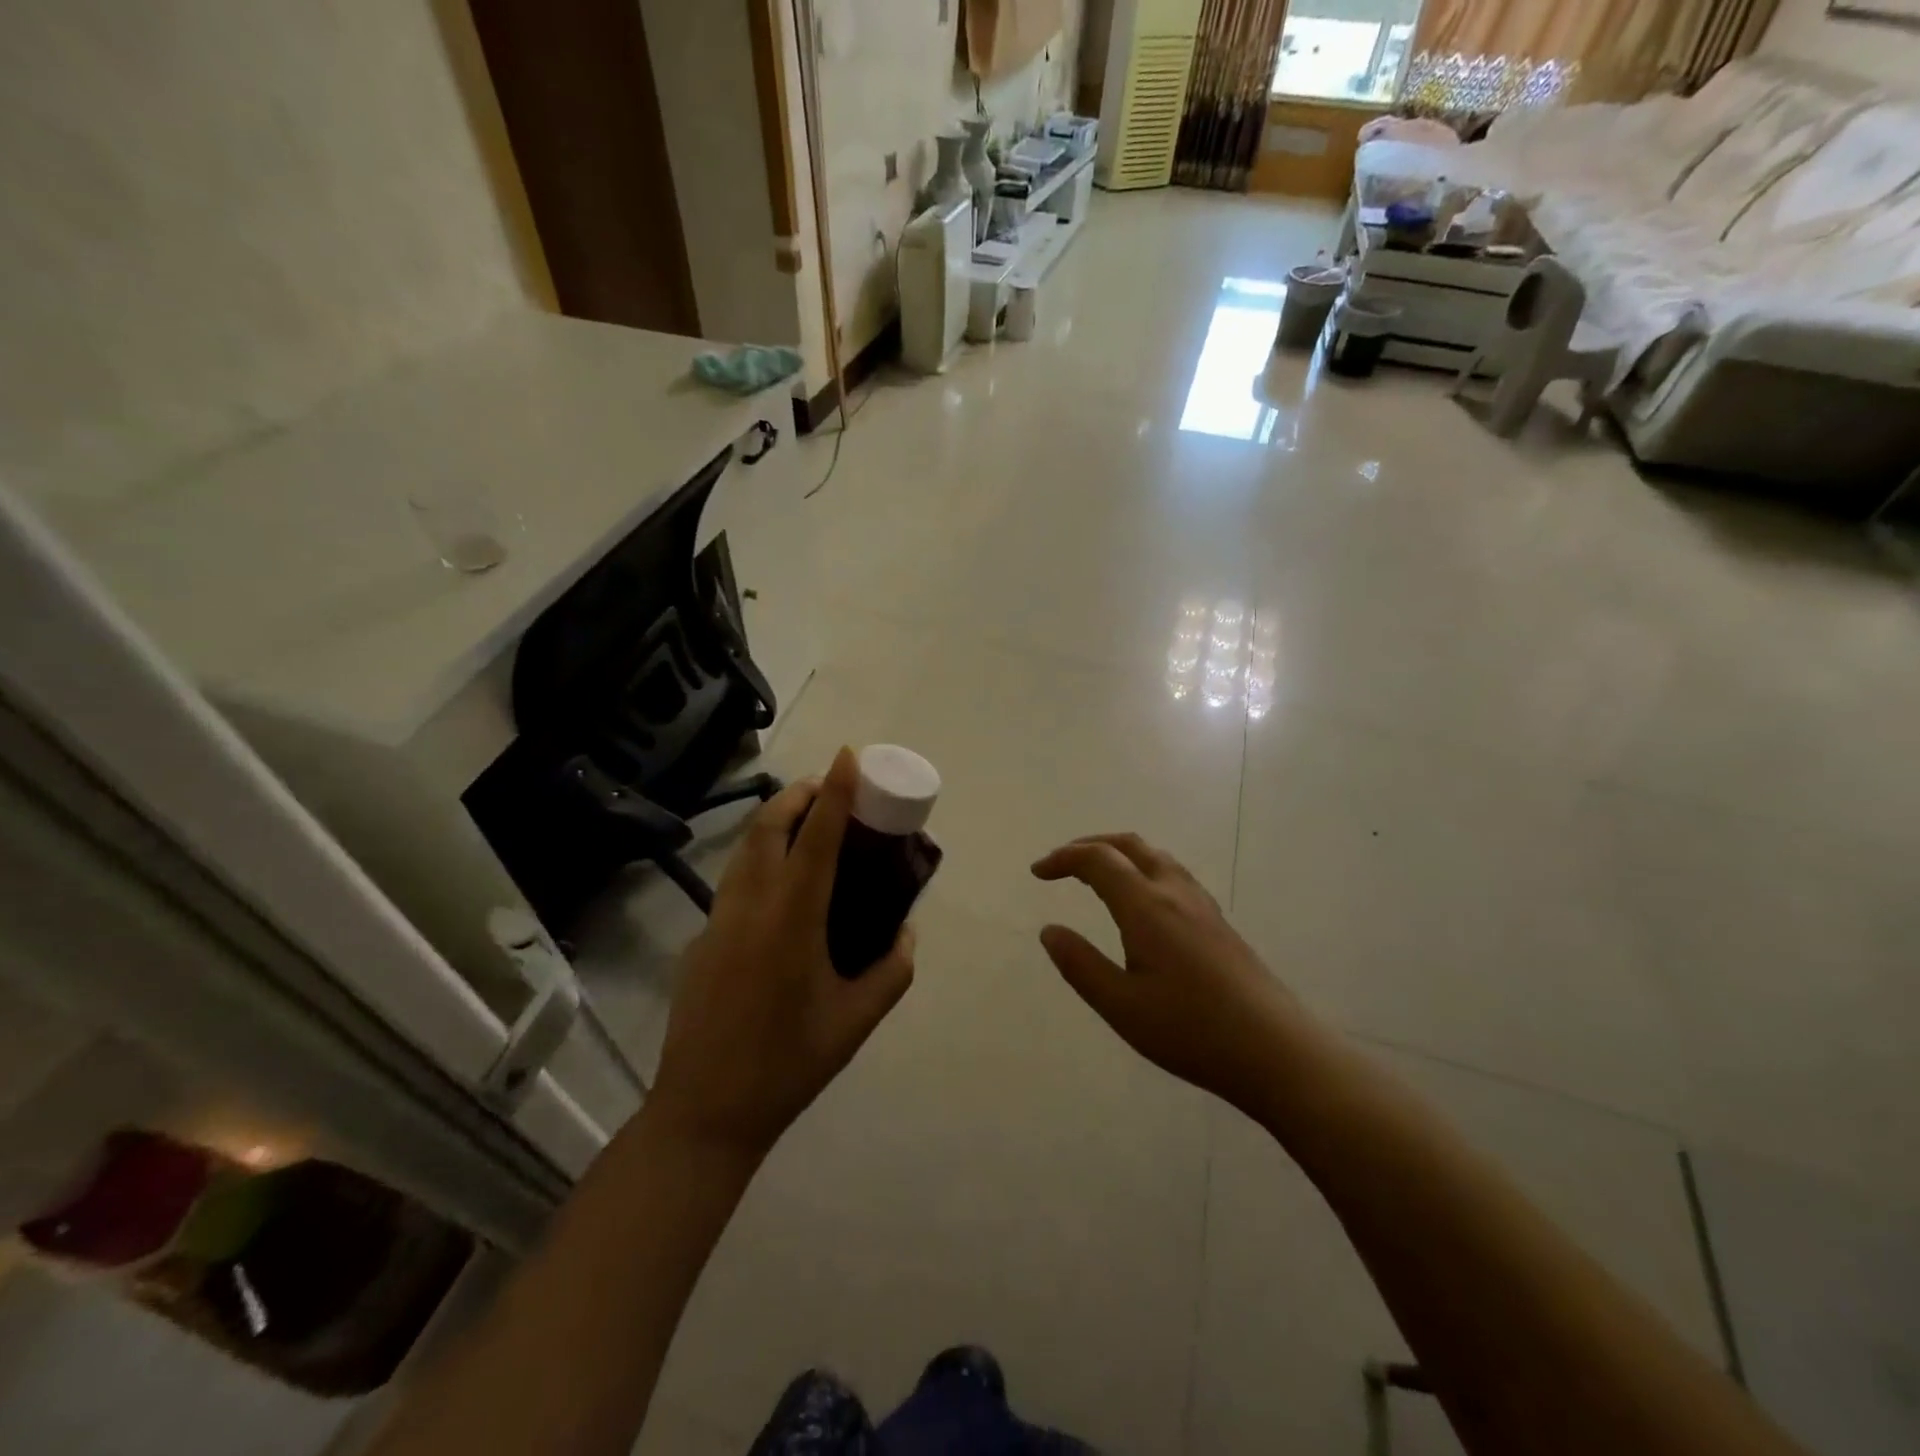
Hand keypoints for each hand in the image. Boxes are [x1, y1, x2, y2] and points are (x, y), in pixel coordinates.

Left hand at [648, 748, 914, 1159]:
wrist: (705, 1111)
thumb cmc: (789, 1064)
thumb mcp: (857, 1021)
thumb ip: (893, 971)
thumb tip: (907, 932)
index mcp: (792, 919)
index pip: (817, 838)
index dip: (835, 792)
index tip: (847, 756)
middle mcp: (751, 906)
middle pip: (768, 828)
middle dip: (797, 795)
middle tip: (826, 787)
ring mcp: (718, 921)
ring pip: (744, 851)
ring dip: (774, 823)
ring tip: (804, 821)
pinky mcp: (701, 940)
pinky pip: (734, 882)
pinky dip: (759, 859)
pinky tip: (779, 885)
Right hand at [1032, 833, 1308, 1115]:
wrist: (1276, 1050)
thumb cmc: (1191, 1030)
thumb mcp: (1121, 1006)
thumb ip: (1080, 965)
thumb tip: (1049, 931)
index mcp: (1146, 906)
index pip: (1098, 860)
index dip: (1064, 858)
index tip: (1037, 872)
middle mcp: (1174, 892)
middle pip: (1129, 844)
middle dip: (1089, 845)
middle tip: (1061, 864)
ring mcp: (1201, 904)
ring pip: (1155, 856)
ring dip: (1119, 854)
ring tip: (1096, 876)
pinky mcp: (1218, 922)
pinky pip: (1172, 873)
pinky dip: (1142, 868)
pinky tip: (1141, 902)